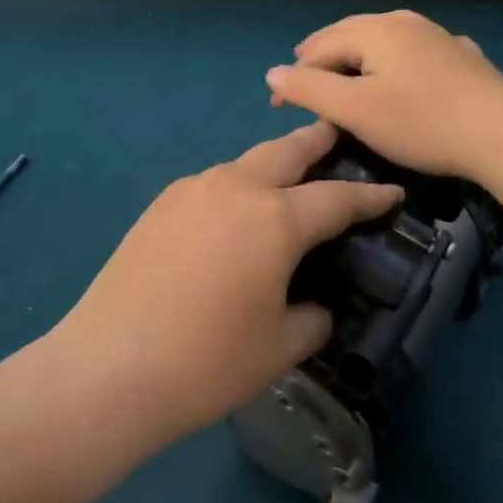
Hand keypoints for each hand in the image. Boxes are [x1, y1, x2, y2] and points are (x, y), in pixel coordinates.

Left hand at [50, 122, 401, 444]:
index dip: (371, 196)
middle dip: (317, 140)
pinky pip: (214, 182)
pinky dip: (237, 186)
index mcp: (276, 219)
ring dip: (274, 164)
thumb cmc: (206, 362)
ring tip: (287, 180)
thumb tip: (315, 305)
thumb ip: (312, 317)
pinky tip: (234, 215)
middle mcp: (236, 188)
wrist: (109, 367)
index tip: (393, 190)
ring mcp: (193, 190)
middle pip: (287, 150)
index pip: (337, 199)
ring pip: (246, 162)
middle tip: (336, 135)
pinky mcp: (161, 204)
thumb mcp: (280, 347)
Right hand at [264, 11, 502, 177]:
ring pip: (383, 40)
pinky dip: (394, 62)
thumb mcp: (355, 110)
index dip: (294, 76)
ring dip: (357, 56)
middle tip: (303, 80)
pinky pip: (414, 52)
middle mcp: (404, 22)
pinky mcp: (462, 56)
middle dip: (322, 57)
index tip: (279, 108)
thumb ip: (310, 89)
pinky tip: (402, 72)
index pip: (319, 47)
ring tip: (345, 73)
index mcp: (375, 31)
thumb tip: (272, 73)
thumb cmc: (421, 122)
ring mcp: (436, 35)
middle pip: (349, 34)